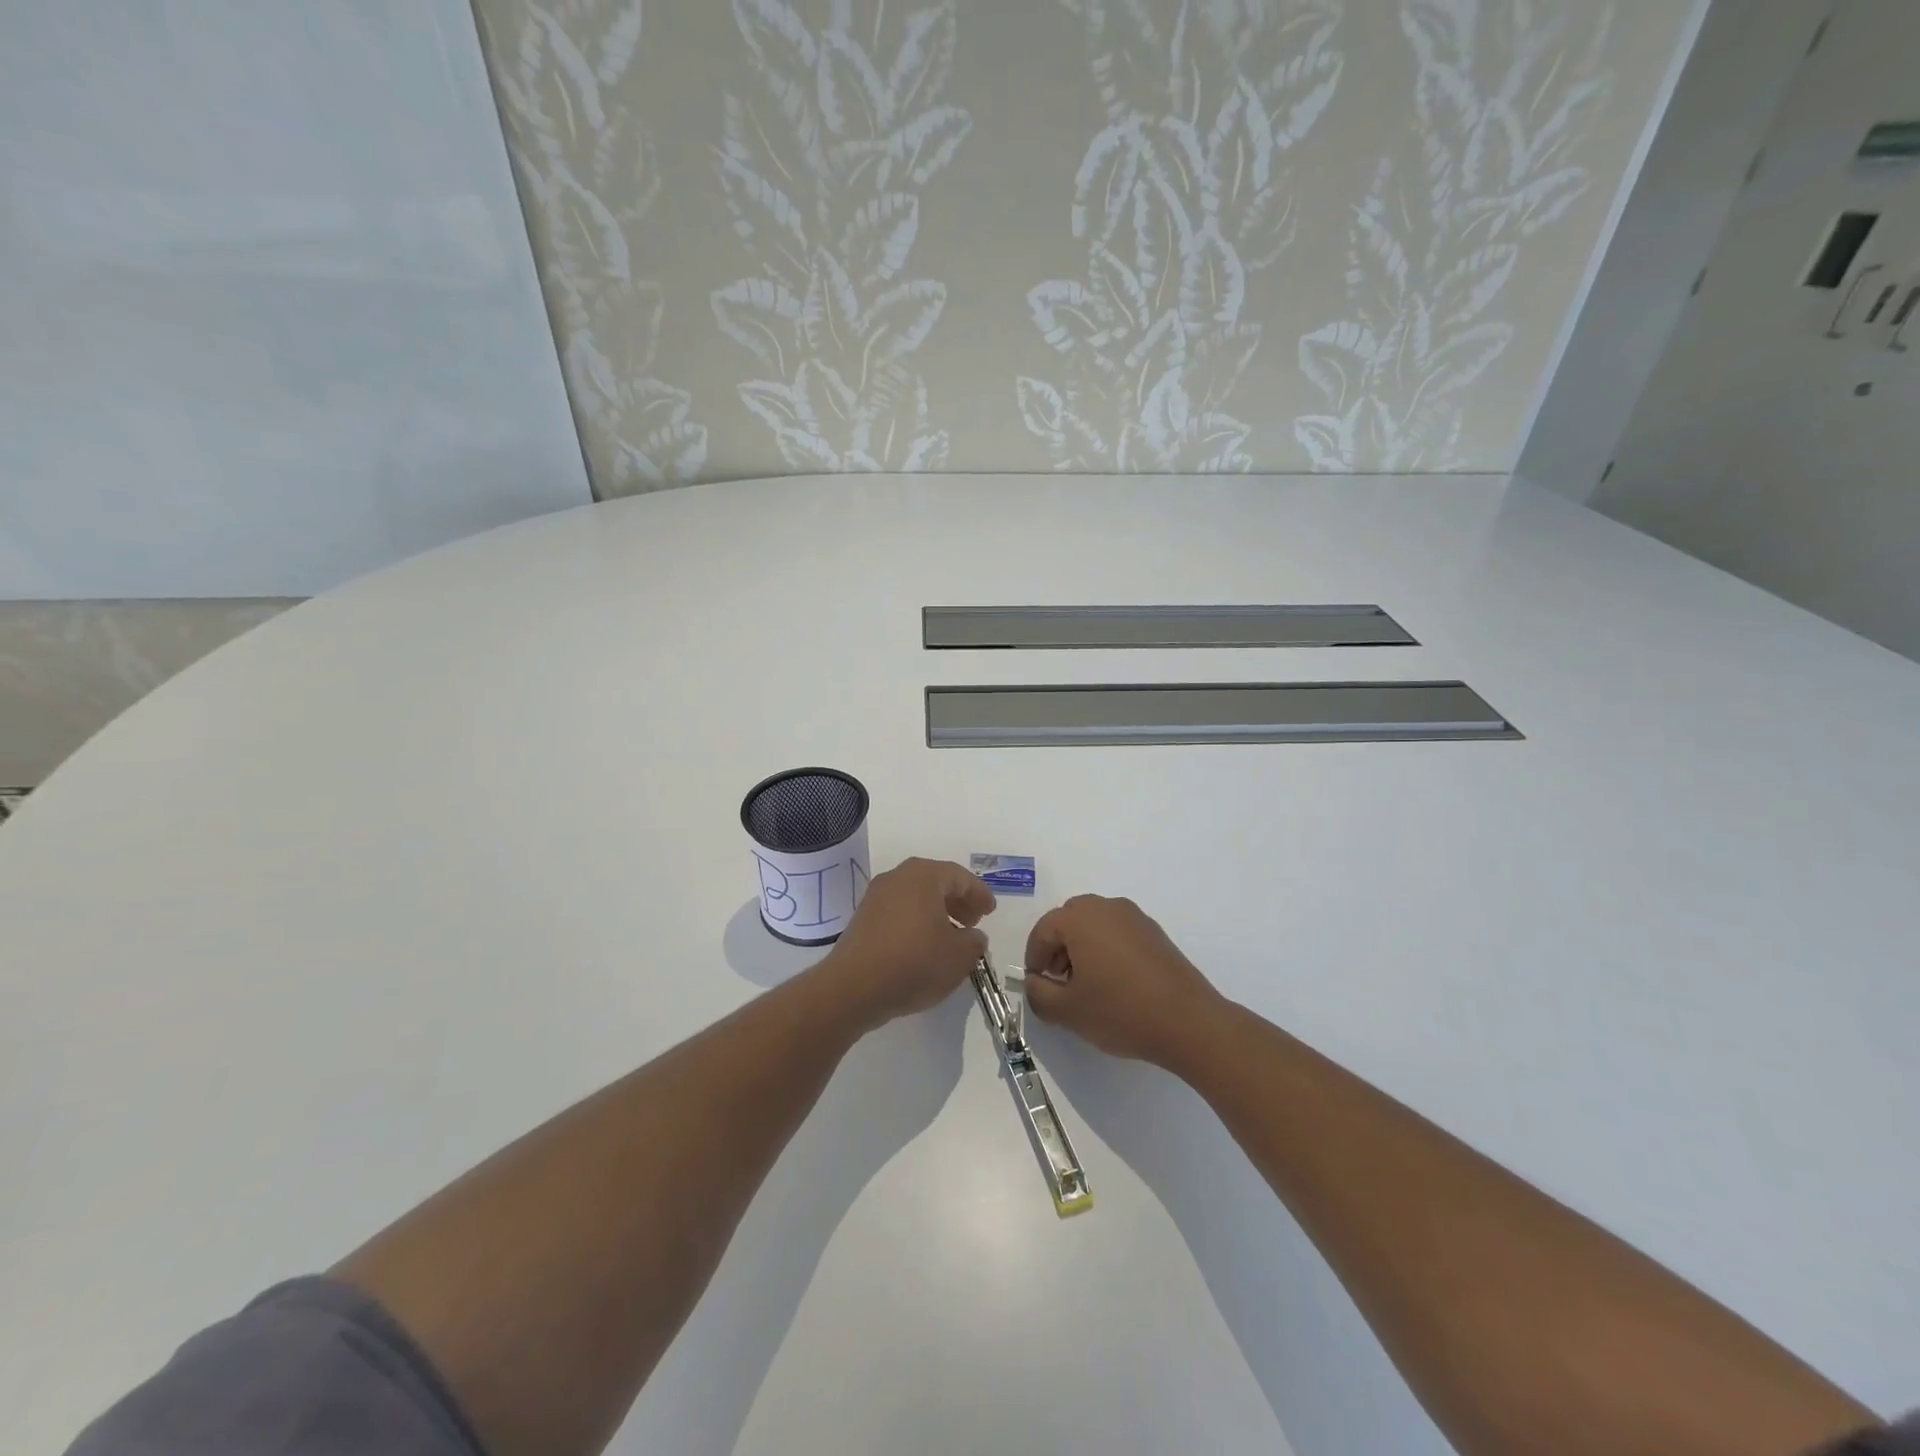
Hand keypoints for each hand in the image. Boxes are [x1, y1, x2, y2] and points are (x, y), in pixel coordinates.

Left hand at [819, 857, 994, 1028]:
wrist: (854, 987)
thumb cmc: (914, 963)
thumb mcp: (959, 957)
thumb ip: (974, 942)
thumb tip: (974, 935)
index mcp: (924, 876)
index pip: (960, 877)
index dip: (979, 894)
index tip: (991, 911)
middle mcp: (898, 877)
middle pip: (936, 882)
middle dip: (958, 901)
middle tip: (973, 921)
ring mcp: (876, 896)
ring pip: (916, 896)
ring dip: (937, 912)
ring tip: (951, 936)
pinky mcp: (863, 917)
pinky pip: (899, 910)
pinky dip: (916, 921)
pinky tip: (924, 945)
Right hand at [1022, 895, 1223, 1066]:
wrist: (1188, 1022)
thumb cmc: (1120, 1011)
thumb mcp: (1067, 1011)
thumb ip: (1038, 994)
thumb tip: (1034, 982)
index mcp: (1080, 918)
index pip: (1043, 929)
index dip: (1034, 956)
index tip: (1037, 983)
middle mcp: (1107, 907)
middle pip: (1069, 919)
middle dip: (1058, 947)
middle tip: (1059, 980)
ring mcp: (1135, 917)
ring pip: (1095, 924)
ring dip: (1082, 947)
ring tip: (1087, 984)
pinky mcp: (1155, 933)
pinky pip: (1118, 932)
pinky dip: (1107, 949)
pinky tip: (1114, 983)